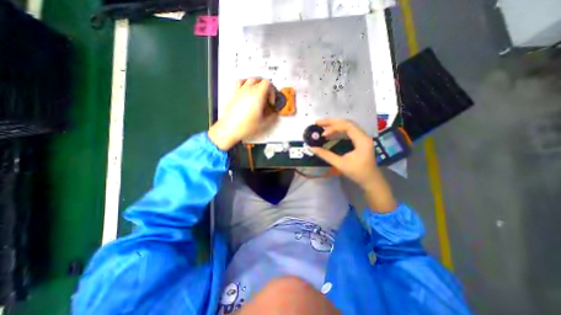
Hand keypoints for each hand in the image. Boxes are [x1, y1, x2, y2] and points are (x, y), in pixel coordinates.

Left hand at [207, 78, 277, 149]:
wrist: (230, 128)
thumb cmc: (246, 126)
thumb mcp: (264, 123)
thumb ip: (272, 117)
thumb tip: (274, 113)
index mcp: (257, 94)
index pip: (268, 83)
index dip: (272, 92)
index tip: (271, 103)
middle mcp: (249, 89)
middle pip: (260, 79)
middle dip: (265, 88)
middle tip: (266, 99)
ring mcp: (240, 90)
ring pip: (250, 79)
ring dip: (256, 84)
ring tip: (258, 93)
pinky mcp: (234, 94)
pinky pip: (239, 82)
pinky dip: (245, 83)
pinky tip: (247, 91)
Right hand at [309, 119, 395, 212]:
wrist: (370, 180)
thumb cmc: (357, 173)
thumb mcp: (340, 164)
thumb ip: (326, 155)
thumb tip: (311, 148)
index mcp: (362, 140)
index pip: (347, 126)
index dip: (333, 128)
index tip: (322, 134)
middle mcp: (363, 135)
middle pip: (347, 123)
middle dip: (331, 122)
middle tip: (318, 122)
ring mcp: (362, 137)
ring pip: (348, 125)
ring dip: (335, 124)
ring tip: (322, 125)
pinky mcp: (360, 140)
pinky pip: (348, 131)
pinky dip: (338, 130)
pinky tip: (330, 132)